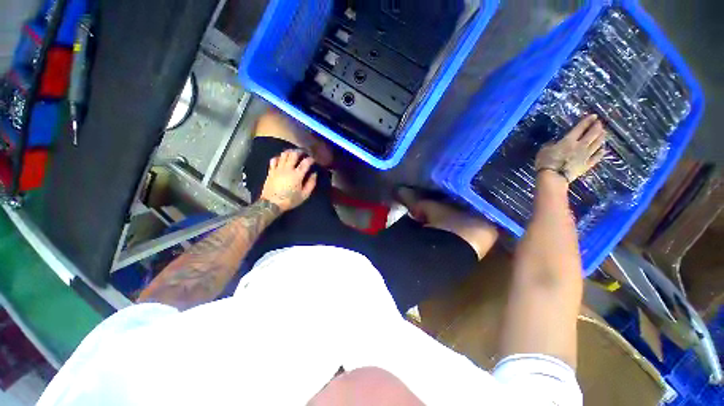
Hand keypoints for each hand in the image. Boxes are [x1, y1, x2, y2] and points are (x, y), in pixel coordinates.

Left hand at [260, 149, 317, 211]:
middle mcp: (287, 169)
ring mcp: (278, 169)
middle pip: (293, 154)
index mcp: (297, 175)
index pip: (305, 162)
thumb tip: (314, 174)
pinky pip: (274, 159)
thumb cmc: (290, 200)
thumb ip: (311, 183)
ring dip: (290, 152)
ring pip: (284, 154)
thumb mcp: (304, 195)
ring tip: (294, 153)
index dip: (310, 159)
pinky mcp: (271, 170)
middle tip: (304, 152)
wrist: (271, 204)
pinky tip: (282, 158)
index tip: (313, 159)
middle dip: (300, 151)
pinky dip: (279, 157)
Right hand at [535, 115, 606, 182]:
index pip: (581, 127)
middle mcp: (580, 146)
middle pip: (592, 134)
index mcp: (569, 140)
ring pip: (597, 144)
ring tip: (603, 132)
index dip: (587, 120)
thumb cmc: (546, 162)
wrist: (553, 177)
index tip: (593, 115)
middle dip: (597, 127)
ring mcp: (585, 156)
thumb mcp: (544, 150)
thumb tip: (556, 141)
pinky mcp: (587, 165)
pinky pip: (596, 157)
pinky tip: (603, 149)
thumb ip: (551, 144)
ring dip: (601, 137)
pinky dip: (601, 152)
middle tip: (599, 123)